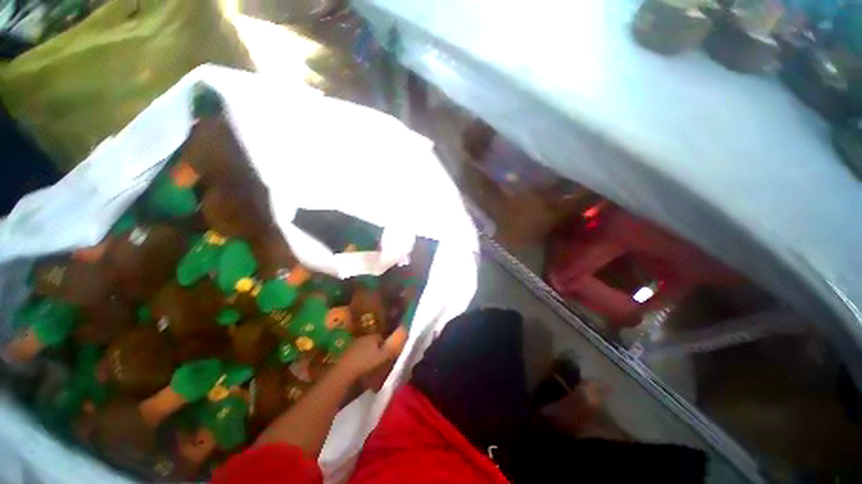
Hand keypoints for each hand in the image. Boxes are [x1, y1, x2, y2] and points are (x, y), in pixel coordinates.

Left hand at [337, 328, 405, 379]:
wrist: (343, 373)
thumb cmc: (366, 363)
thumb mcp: (383, 355)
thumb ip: (393, 345)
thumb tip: (404, 330)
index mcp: (372, 336)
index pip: (381, 338)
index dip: (386, 346)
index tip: (388, 356)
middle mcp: (362, 338)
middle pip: (373, 344)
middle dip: (376, 351)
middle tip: (380, 364)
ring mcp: (352, 346)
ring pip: (364, 350)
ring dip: (367, 357)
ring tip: (371, 369)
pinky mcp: (345, 356)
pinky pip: (356, 357)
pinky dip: (359, 362)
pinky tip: (361, 371)